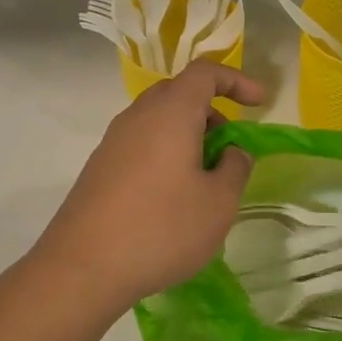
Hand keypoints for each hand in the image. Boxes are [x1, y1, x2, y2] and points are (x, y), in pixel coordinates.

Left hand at [32, 60, 266, 317]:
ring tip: (205, 179)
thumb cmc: (162, 228)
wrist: (82, 268)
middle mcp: (138, 117)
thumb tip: (232, 152)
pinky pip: (141, 144)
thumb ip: (235, 167)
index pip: (205, 72)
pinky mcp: (99, 168)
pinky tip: (173, 198)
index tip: (259, 103)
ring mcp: (113, 142)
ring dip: (188, 136)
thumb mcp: (219, 202)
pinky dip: (166, 154)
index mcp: (171, 113)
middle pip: (179, 93)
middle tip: (229, 147)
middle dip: (211, 111)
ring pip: (158, 120)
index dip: (236, 80)